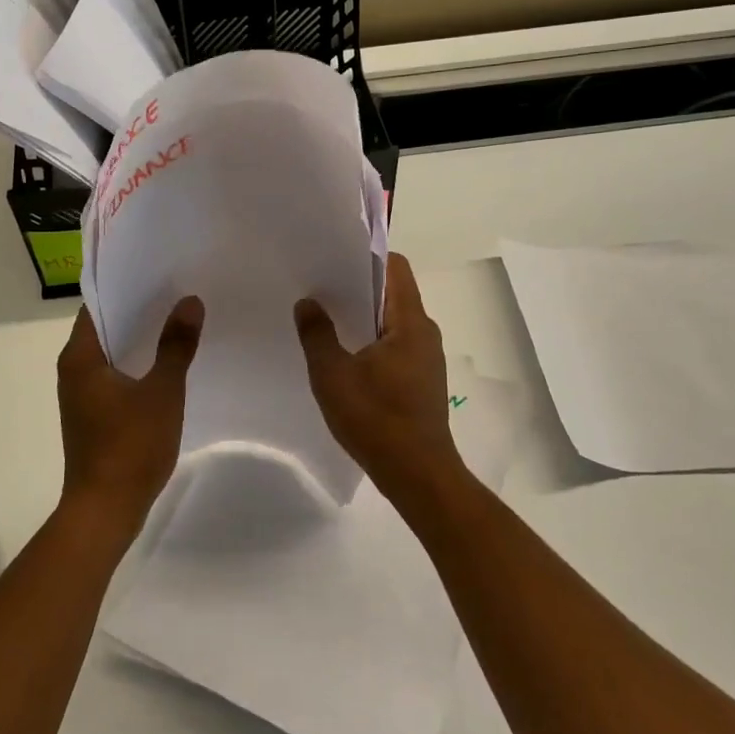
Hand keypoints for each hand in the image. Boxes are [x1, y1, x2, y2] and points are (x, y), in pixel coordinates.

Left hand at [56, 297, 204, 538]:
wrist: (105, 511)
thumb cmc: (130, 447)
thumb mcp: (162, 392)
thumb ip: (176, 345)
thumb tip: (190, 302)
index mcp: (80, 356)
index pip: (98, 304)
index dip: (126, 286)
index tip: (158, 272)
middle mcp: (73, 370)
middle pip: (105, 326)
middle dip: (139, 310)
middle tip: (177, 291)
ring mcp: (81, 394)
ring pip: (111, 353)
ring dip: (139, 338)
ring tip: (178, 320)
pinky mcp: (93, 415)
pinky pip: (115, 376)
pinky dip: (137, 364)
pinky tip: (167, 363)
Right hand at [295, 254, 465, 511]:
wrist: (419, 476)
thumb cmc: (376, 419)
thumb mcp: (333, 375)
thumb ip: (317, 334)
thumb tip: (308, 302)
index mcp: (410, 321)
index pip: (395, 267)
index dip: (366, 256)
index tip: (333, 260)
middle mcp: (424, 332)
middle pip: (393, 292)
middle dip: (358, 287)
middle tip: (320, 289)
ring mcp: (426, 358)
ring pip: (392, 321)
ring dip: (363, 318)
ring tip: (326, 321)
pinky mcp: (422, 381)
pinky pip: (395, 345)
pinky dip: (371, 342)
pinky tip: (345, 358)